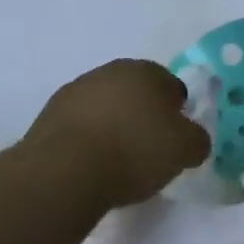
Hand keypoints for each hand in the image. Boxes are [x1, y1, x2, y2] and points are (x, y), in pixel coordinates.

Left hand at [22, 59, 209, 209]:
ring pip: (105, 107)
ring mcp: (74, 92)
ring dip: (112, 126)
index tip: (173, 140)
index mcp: (146, 70)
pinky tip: (89, 167)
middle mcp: (109, 71)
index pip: (172, 86)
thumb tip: (193, 140)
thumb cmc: (134, 151)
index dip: (177, 113)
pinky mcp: (46, 117)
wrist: (63, 173)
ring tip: (115, 163)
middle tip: (147, 150)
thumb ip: (197, 140)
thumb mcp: (185, 150)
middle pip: (135, 93)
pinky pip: (79, 127)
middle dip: (143, 115)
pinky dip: (86, 141)